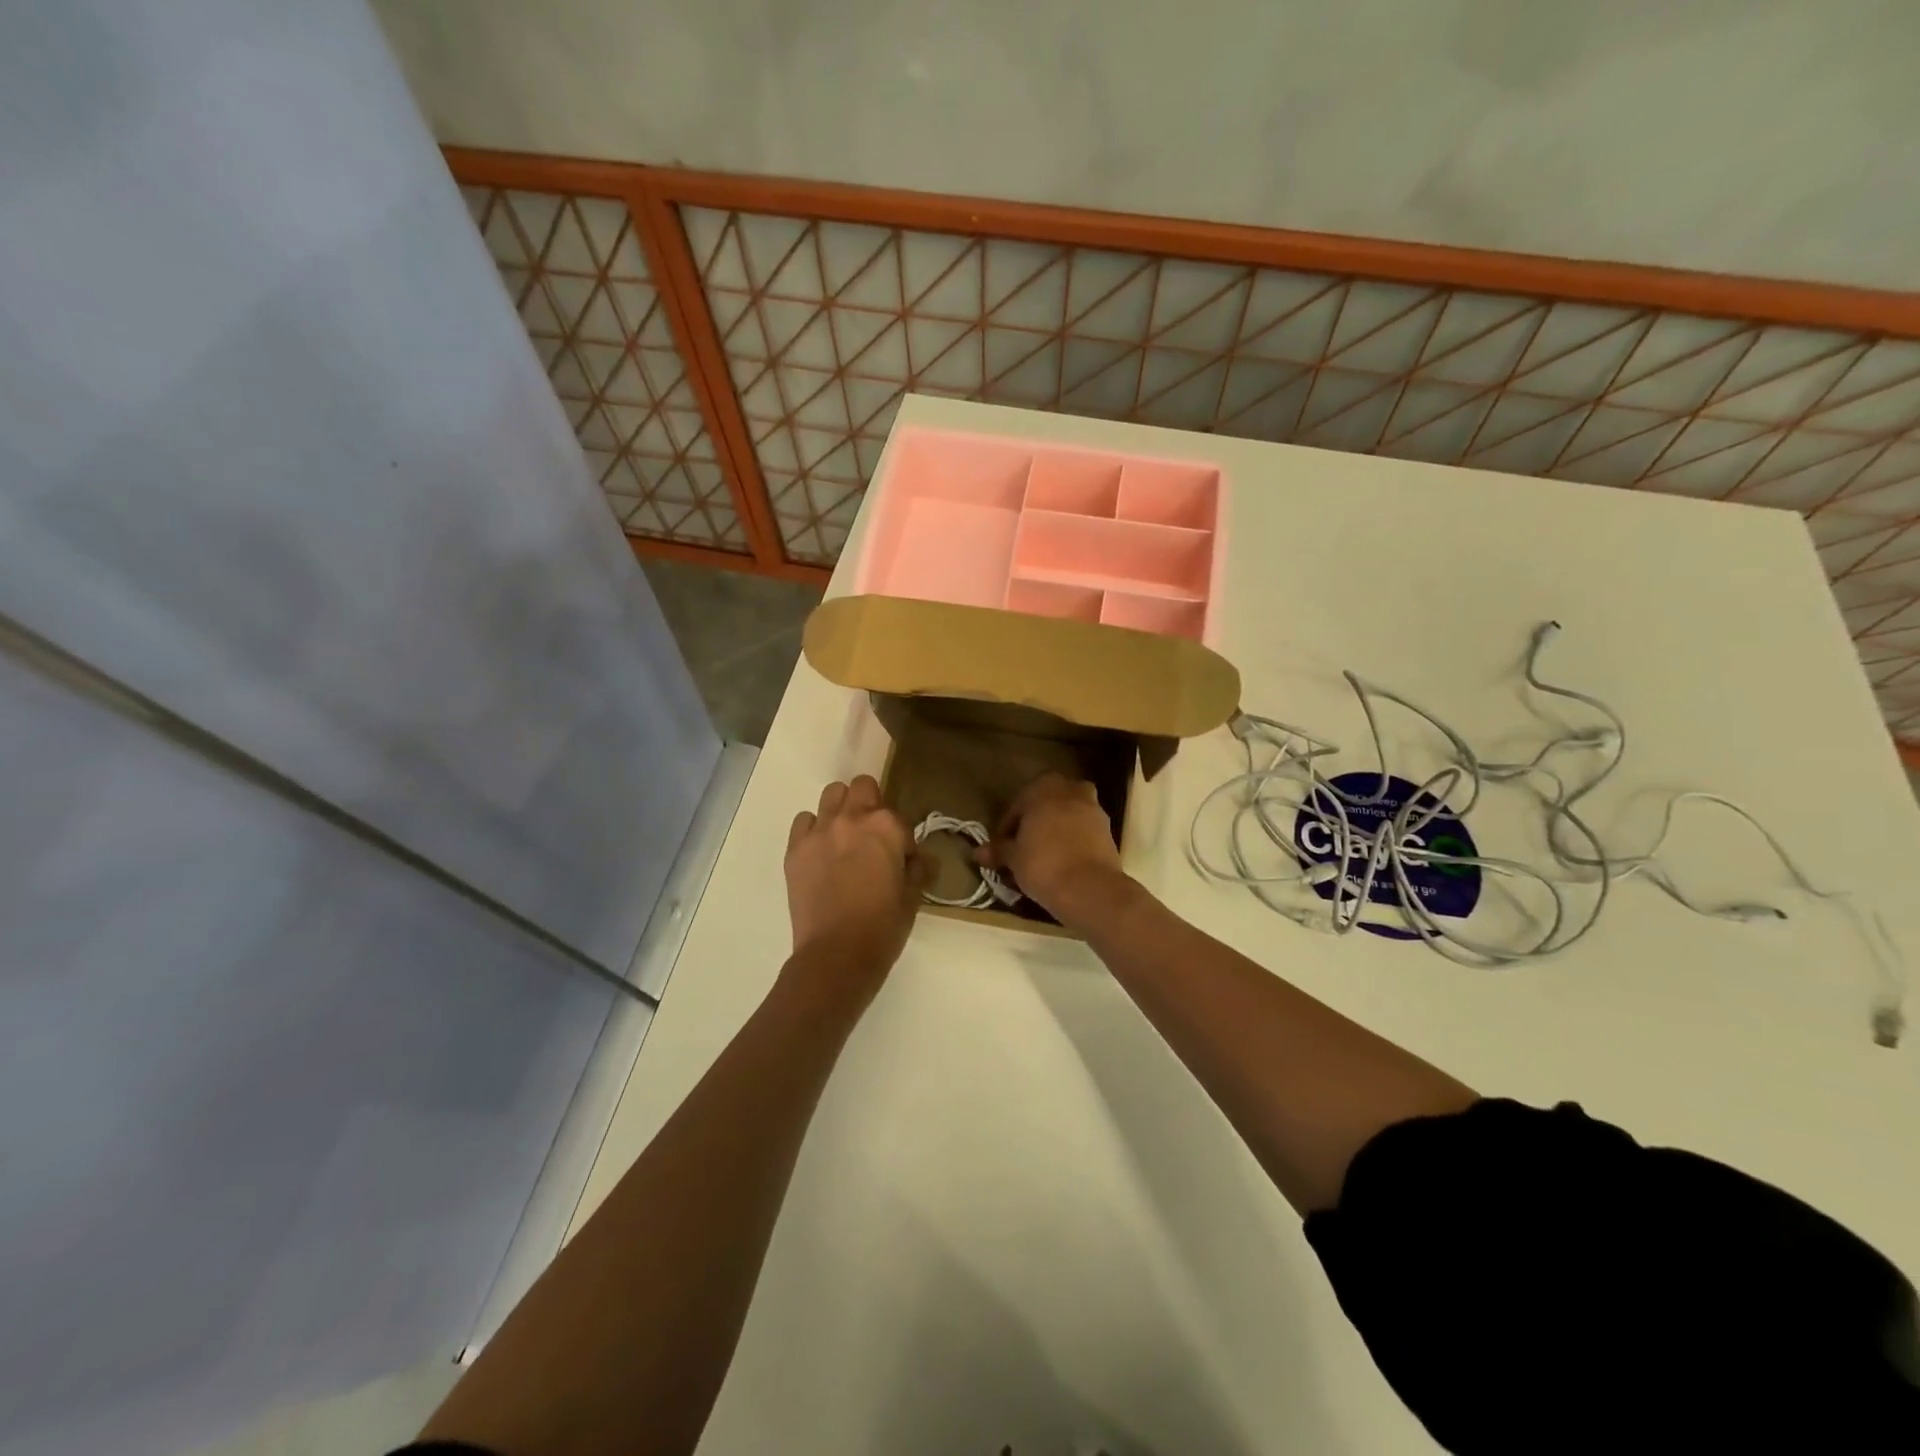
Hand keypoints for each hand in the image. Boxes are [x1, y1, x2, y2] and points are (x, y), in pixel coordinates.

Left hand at [784, 776, 929, 1001]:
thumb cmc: (883, 926)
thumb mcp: (913, 897)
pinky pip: (804, 821)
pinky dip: (814, 829)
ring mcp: (819, 831)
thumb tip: (921, 859)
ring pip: (831, 795)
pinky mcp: (795, 849)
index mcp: (886, 826)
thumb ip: (919, 869)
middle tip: (873, 836)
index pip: (899, 817)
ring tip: (845, 838)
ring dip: (842, 809)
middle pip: (862, 787)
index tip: (902, 861)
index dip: (902, 839)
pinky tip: (821, 852)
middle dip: (871, 804)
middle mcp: (851, 818)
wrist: (836, 955)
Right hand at [978, 773, 1132, 930]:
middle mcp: (1071, 791)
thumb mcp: (1013, 859)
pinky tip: (1066, 858)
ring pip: (1070, 812)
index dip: (1008, 824)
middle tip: (1025, 842)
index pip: (1019, 803)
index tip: (1002, 844)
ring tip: (1046, 850)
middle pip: (1048, 801)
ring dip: (1058, 825)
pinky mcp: (1108, 830)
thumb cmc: (1043, 865)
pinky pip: (1085, 828)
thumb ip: (998, 850)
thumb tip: (978, 852)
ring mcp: (1093, 809)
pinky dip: (1075, 838)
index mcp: (1043, 789)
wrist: (1090, 889)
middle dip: (1037, 817)